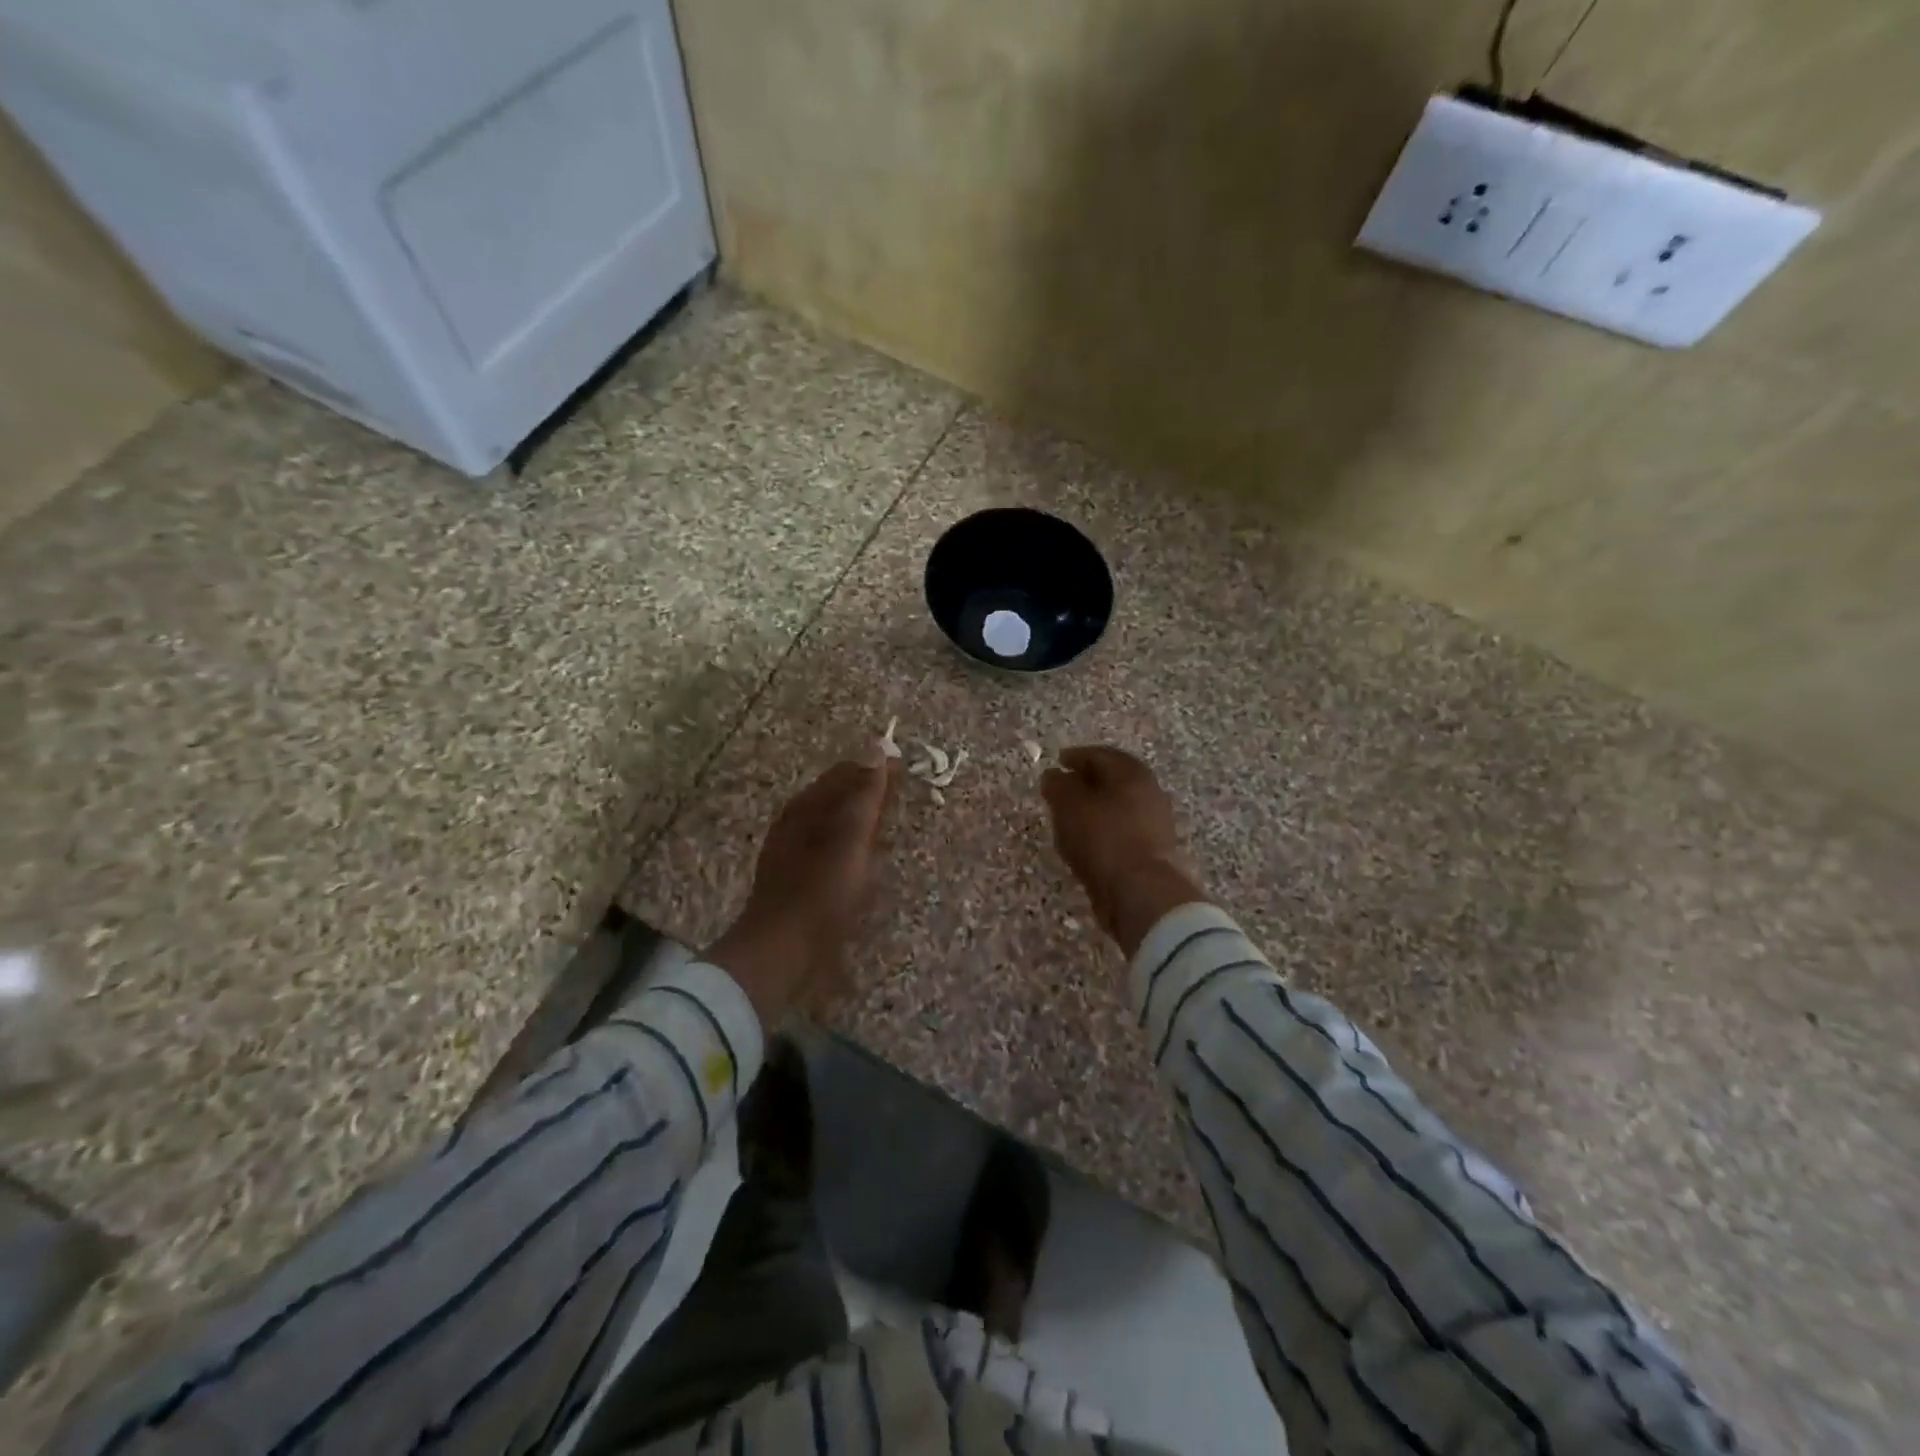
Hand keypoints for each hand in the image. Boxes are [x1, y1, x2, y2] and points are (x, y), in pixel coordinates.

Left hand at [707, 751, 897, 1024]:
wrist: (783, 952)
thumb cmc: (820, 892)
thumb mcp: (849, 839)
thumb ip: (865, 796)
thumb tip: (878, 746)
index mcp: (804, 809)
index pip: (843, 773)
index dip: (874, 767)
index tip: (905, 766)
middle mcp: (795, 826)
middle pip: (836, 798)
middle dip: (868, 792)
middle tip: (902, 794)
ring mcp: (795, 855)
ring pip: (833, 825)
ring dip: (861, 820)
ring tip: (890, 823)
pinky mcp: (800, 882)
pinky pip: (832, 851)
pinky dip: (854, 846)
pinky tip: (866, 860)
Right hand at [1041, 746, 1206, 956]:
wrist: (1141, 892)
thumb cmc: (1103, 838)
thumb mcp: (1069, 805)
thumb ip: (1058, 785)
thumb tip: (1054, 775)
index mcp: (1131, 772)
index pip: (1100, 755)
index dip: (1076, 756)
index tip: (1058, 762)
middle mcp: (1149, 792)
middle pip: (1114, 780)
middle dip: (1088, 782)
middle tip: (1064, 789)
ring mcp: (1155, 823)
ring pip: (1119, 807)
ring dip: (1096, 809)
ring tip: (1070, 818)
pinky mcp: (1153, 852)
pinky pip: (1122, 832)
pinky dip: (1104, 831)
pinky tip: (1087, 843)